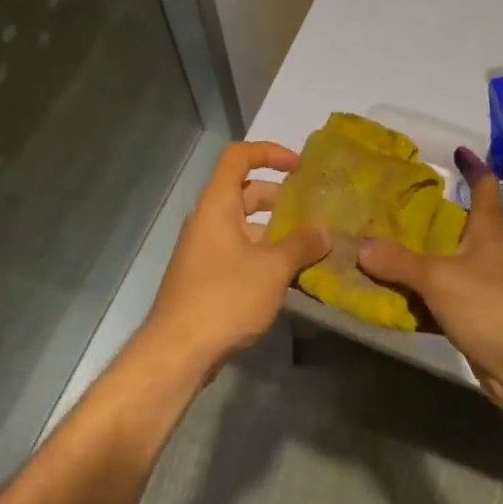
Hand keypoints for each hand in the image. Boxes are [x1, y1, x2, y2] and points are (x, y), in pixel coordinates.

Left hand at [141, 141, 329, 376]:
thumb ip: (301, 245)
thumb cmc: (224, 297)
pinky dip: (264, 253)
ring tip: (310, 245)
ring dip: (275, 230)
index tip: (300, 167)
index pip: (239, 157)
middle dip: (280, 197)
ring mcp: (204, 249)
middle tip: (313, 210)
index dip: (269, 152)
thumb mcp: (272, 269)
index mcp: (217, 204)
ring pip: (244, 225)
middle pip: (244, 192)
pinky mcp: (206, 276)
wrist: (178, 351)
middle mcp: (207, 220)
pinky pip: (239, 250)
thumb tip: (324, 231)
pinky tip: (289, 275)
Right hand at [359, 147, 502, 420]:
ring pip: (446, 265)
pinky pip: (441, 300)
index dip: (473, 168)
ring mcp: (484, 289)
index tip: (457, 151)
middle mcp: (489, 255)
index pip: (485, 189)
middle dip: (429, 216)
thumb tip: (362, 247)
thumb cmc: (493, 307)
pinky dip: (419, 298)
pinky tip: (392, 299)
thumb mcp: (440, 279)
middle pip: (459, 227)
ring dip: (419, 259)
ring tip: (380, 248)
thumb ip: (399, 263)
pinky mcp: (477, 319)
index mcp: (489, 233)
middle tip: (390, 206)